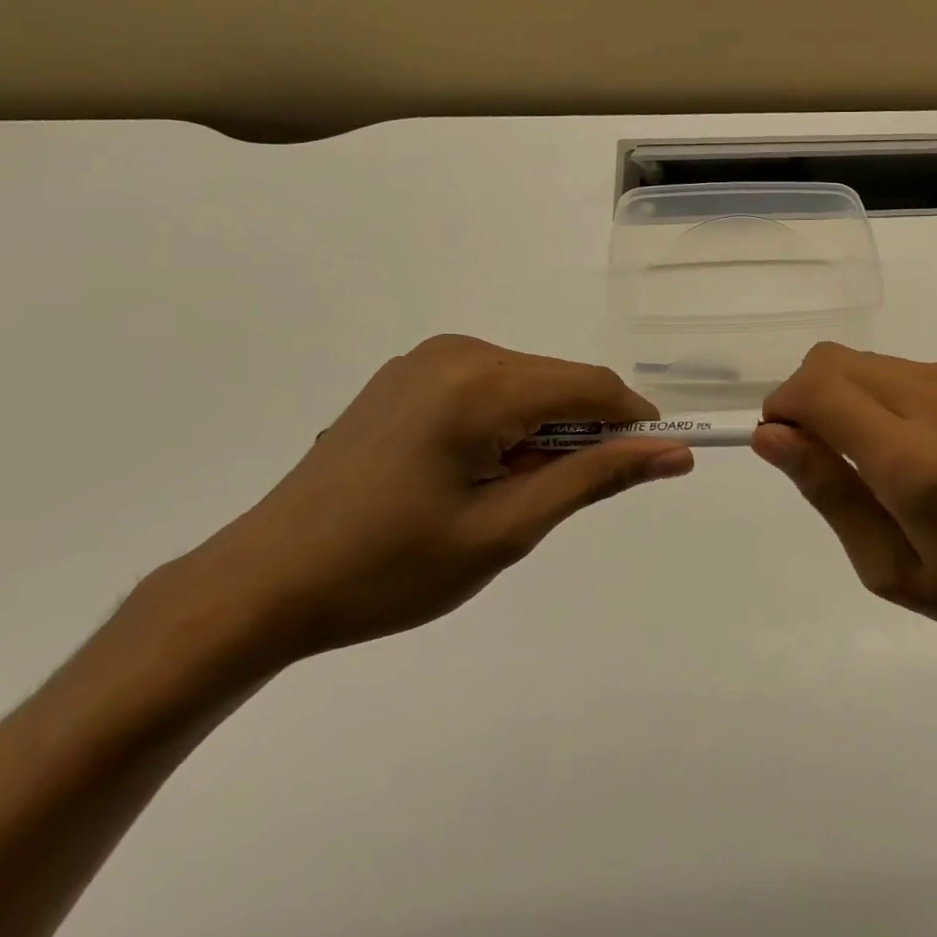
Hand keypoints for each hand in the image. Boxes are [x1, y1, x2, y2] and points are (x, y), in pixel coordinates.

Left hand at [166, 337, 694, 668]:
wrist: (262, 585)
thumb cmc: (390, 568)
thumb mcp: (507, 529)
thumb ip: (596, 478)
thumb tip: (674, 452)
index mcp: (480, 383)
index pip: (593, 386)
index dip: (634, 423)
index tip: (653, 465)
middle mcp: (457, 351)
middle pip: (559, 382)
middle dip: (582, 433)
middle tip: (559, 499)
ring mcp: (426, 359)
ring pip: (527, 385)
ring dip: (542, 432)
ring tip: (507, 495)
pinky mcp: (406, 376)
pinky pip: (488, 387)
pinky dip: (506, 424)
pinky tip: (472, 473)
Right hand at [754, 344, 936, 664]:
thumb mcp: (887, 567)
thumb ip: (827, 490)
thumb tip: (770, 434)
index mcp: (916, 462)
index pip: (819, 390)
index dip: (784, 405)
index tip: (782, 438)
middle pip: (838, 361)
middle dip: (810, 396)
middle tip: (825, 450)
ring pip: (875, 362)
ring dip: (856, 397)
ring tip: (887, 455)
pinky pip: (917, 369)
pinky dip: (898, 397)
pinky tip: (931, 444)